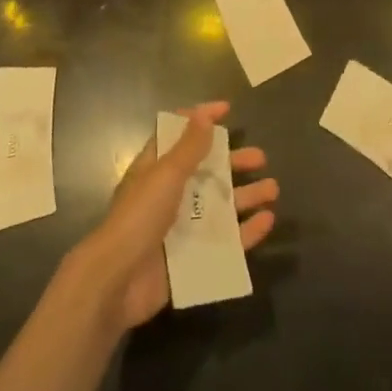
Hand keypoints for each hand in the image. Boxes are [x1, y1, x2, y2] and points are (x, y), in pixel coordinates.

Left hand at [71, 101, 278, 331]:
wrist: (118, 281)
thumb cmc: (139, 217)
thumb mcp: (165, 174)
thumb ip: (188, 147)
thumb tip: (204, 114)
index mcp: (156, 169)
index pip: (179, 135)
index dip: (201, 120)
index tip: (227, 109)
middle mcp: (169, 194)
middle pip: (206, 172)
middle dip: (233, 162)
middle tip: (261, 158)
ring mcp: (182, 228)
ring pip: (220, 206)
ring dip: (246, 196)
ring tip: (272, 189)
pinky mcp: (192, 258)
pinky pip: (225, 241)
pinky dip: (246, 232)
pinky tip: (267, 222)